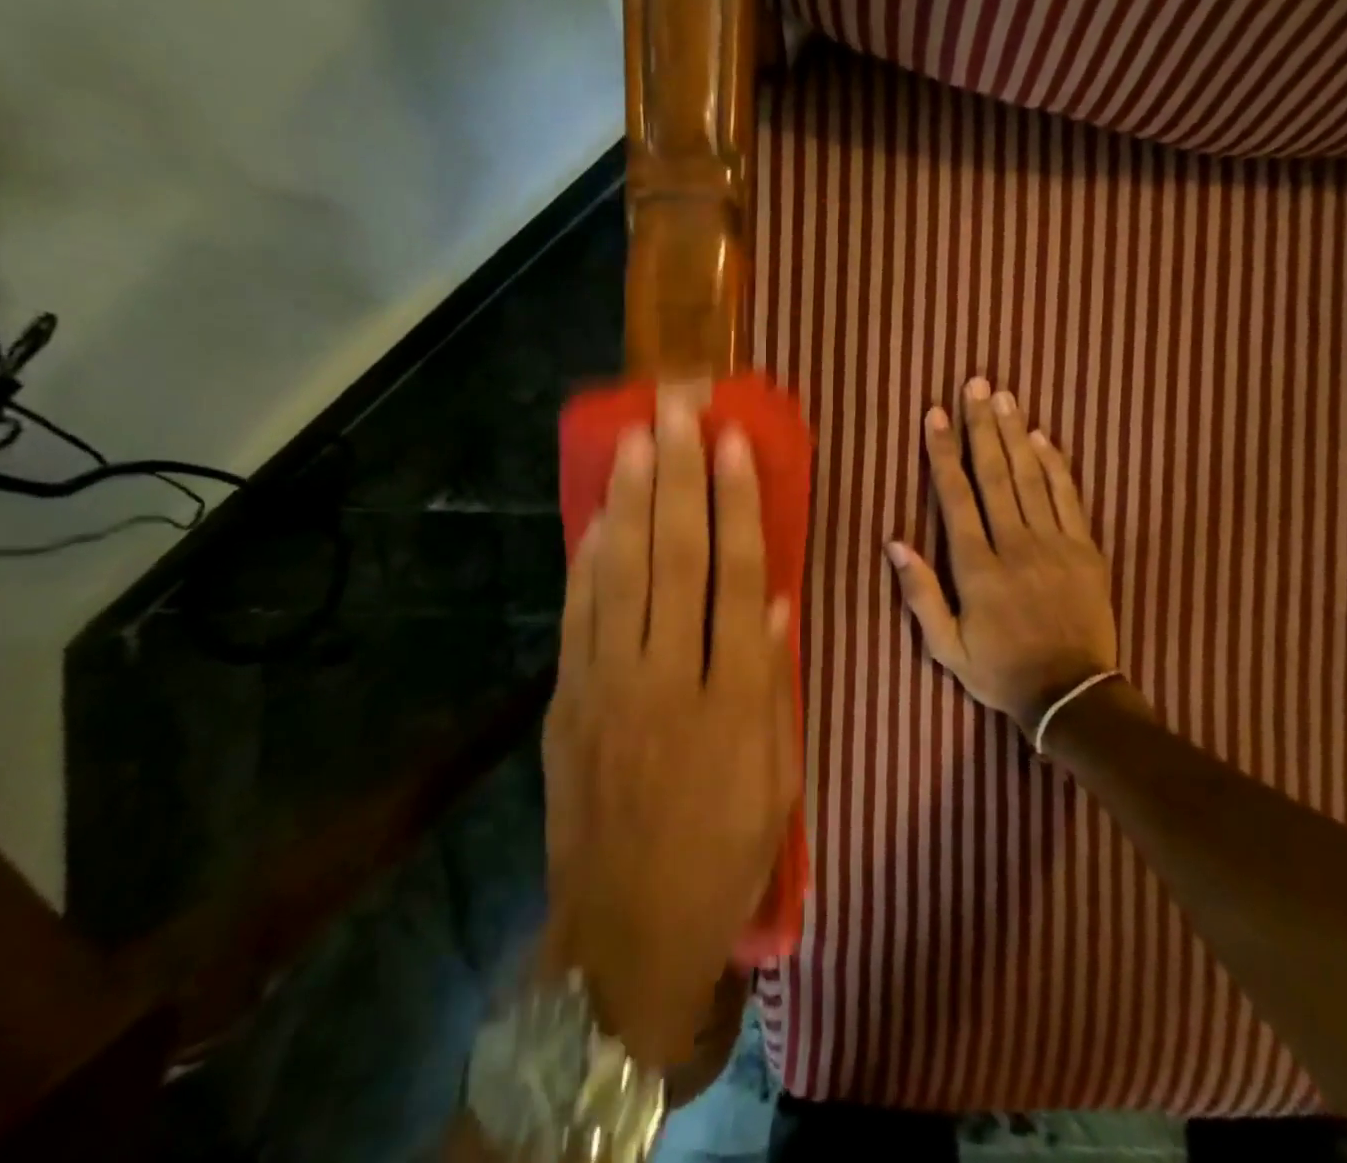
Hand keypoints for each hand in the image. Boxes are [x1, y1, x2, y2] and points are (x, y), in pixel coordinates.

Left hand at [542, 392, 797, 1068]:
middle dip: (679, 475)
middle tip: (677, 409)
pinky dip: (590, 557)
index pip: (739, 577)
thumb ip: (775, 684)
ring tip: (638, 436)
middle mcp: (669, 676)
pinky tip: (600, 512)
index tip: (733, 444)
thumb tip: (777, 603)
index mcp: (733, 697)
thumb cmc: (723, 855)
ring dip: (632, 498)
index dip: (738, 504)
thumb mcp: (777, 780)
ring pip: (623, 571)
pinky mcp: (569, 701)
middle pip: (676, 556)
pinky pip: (580, 613)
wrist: (625, 936)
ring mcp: (609, 684)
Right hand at [887, 377, 1119, 734]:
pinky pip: (1070, 498)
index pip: (956, 497)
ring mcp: (1055, 545)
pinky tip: (1044, 437)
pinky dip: (1057, 465)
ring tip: (1004, 397)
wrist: (1072, 695)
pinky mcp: (1087, 550)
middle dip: (982, 426)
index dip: (943, 453)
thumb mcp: (946, 647)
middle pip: (996, 474)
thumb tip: (895, 541)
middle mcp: (1015, 546)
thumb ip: (920, 594)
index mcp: (978, 568)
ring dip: (1016, 434)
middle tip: (976, 384)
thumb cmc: (1000, 671)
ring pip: (1032, 478)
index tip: (935, 415)